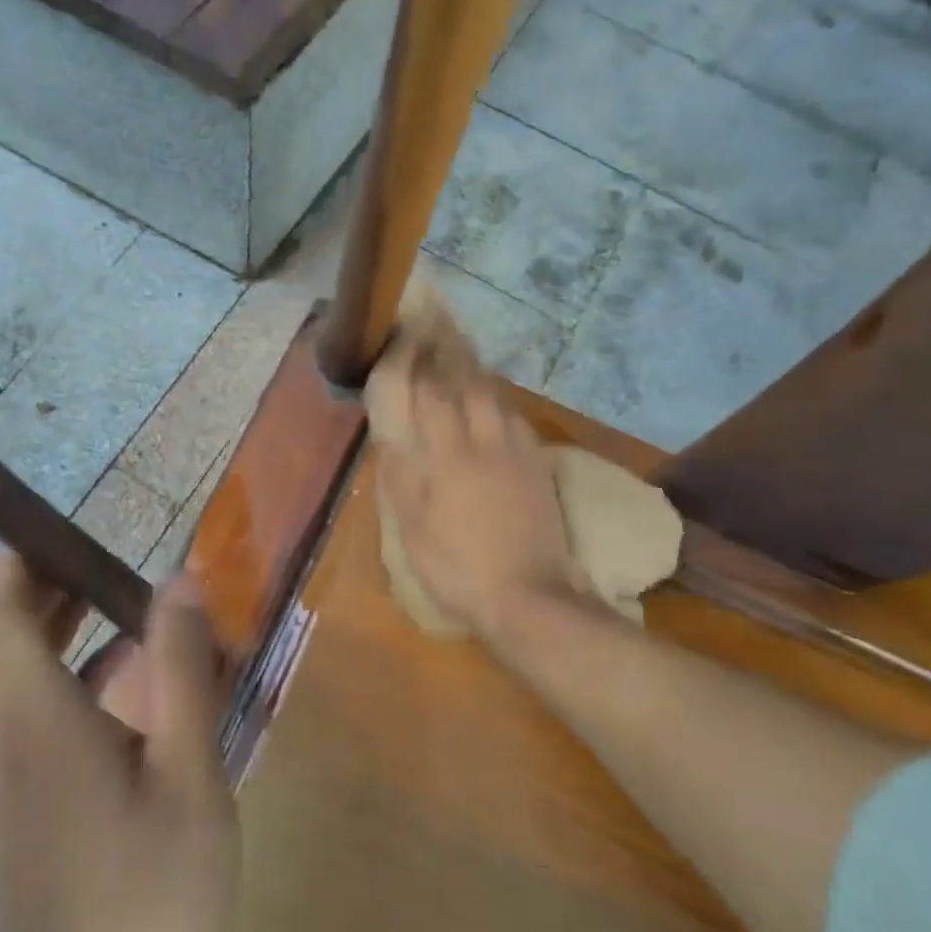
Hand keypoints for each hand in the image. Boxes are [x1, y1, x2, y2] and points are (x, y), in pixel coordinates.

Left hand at [0, 558, 238, 931]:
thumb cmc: (153, 896)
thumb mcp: (190, 772)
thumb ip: (183, 669)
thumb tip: (178, 578)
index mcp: (34, 721)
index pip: (1, 616)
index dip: (21, 565)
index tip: (61, 532)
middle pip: (1, 644)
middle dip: (46, 595)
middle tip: (106, 570)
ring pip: (9, 685)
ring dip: (54, 640)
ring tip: (121, 621)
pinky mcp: (13, 819)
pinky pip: (21, 724)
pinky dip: (59, 686)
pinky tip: (120, 703)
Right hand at [378, 365, 582, 654]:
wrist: (529, 597)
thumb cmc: (459, 567)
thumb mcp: (414, 530)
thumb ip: (401, 479)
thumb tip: (390, 439)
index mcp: (449, 456)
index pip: (431, 396)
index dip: (418, 365)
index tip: (407, 340)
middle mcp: (486, 442)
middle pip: (471, 385)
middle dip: (453, 356)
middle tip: (439, 334)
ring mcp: (519, 453)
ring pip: (499, 399)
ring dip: (479, 375)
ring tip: (465, 362)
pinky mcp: (540, 468)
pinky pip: (519, 420)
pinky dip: (502, 404)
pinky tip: (497, 407)